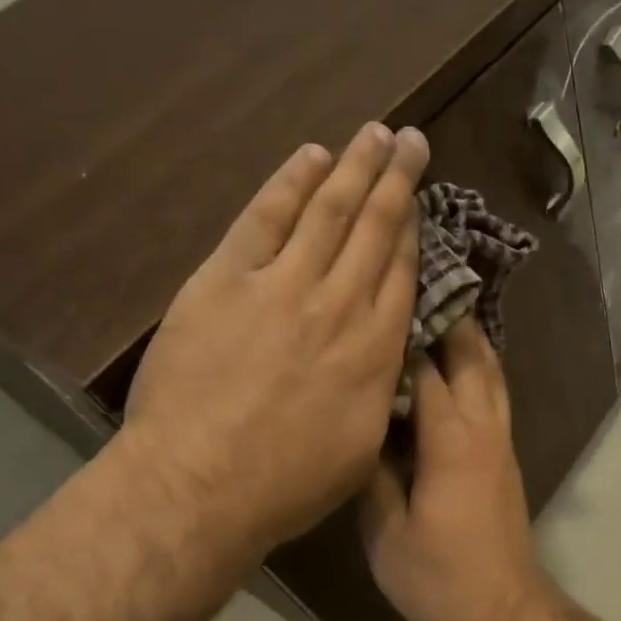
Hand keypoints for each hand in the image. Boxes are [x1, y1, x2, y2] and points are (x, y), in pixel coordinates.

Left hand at [122, 122, 428, 564]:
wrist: (201, 487)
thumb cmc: (288, 483)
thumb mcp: (362, 445)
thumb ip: (380, 389)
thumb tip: (389, 358)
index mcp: (376, 350)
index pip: (401, 274)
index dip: (413, 231)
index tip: (420, 200)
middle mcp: (340, 305)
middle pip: (375, 229)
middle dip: (396, 181)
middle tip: (412, 141)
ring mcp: (283, 286)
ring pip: (330, 212)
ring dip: (355, 168)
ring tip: (375, 133)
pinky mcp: (227, 280)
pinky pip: (265, 219)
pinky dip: (289, 184)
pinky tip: (312, 157)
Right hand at [361, 319, 551, 620]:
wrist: (503, 608)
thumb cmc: (440, 576)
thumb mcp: (387, 532)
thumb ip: (373, 475)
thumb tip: (360, 428)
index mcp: (450, 440)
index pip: (426, 369)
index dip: (404, 332)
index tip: (381, 299)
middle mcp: (482, 427)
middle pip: (472, 356)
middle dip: (449, 317)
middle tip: (421, 283)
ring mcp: (500, 440)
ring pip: (491, 372)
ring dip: (470, 338)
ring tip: (442, 309)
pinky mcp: (505, 455)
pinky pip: (494, 394)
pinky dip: (479, 367)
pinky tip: (456, 365)